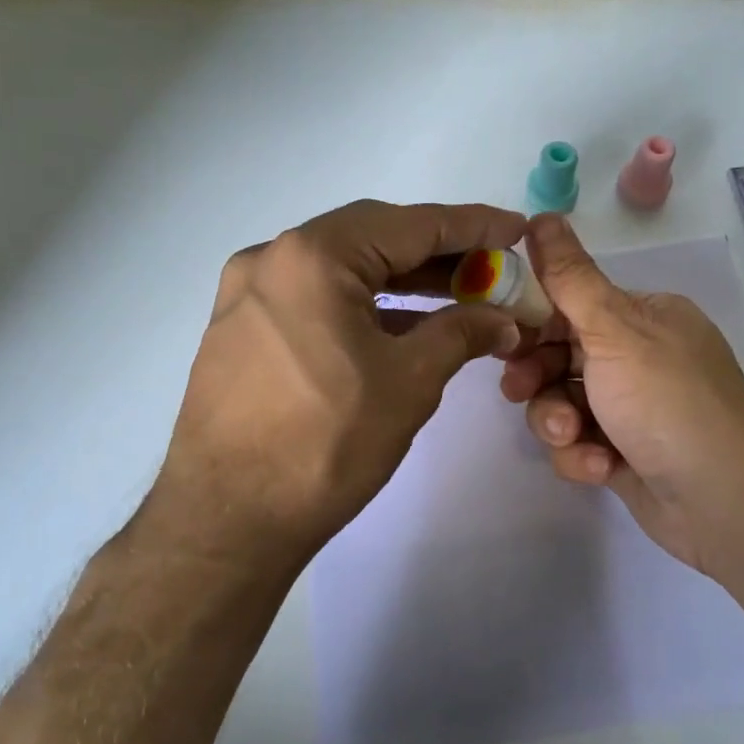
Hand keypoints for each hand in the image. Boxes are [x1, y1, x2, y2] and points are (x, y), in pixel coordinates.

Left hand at [151, 200, 527, 568]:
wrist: (228, 519)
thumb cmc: (326, 443)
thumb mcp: (410, 382)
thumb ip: (462, 332)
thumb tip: (503, 319)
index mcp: (313, 256)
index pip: (410, 224)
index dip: (471, 225)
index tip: (515, 228)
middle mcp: (272, 257)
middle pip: (372, 237)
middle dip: (436, 252)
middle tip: (489, 267)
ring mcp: (248, 293)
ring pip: (342, 268)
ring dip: (401, 280)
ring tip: (458, 296)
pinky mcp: (240, 328)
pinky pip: (314, 297)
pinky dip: (362, 304)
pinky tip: (403, 325)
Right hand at [501, 215, 743, 574]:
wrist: (723, 500)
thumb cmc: (667, 401)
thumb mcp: (614, 329)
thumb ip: (570, 277)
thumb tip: (541, 215)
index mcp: (645, 317)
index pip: (572, 304)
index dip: (533, 320)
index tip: (503, 337)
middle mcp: (639, 357)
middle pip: (559, 356)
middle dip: (538, 378)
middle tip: (518, 390)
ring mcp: (632, 408)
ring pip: (562, 403)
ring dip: (557, 422)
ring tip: (572, 438)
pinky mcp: (623, 453)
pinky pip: (579, 443)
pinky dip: (582, 456)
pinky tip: (601, 468)